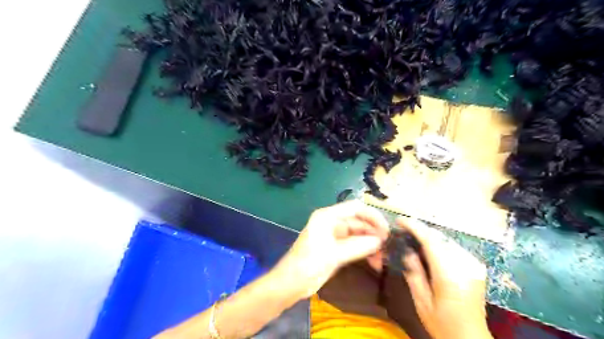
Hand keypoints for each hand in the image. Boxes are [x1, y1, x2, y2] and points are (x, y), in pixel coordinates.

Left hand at [273, 202, 386, 298]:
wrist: (290, 283)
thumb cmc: (308, 264)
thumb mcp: (333, 254)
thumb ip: (357, 246)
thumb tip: (380, 241)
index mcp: (327, 216)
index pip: (355, 207)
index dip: (372, 216)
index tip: (386, 230)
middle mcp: (332, 222)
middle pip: (358, 221)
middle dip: (373, 233)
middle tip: (388, 247)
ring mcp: (334, 236)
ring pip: (358, 235)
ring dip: (371, 244)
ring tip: (383, 258)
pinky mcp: (336, 248)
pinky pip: (355, 246)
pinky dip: (365, 252)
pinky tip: (374, 262)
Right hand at [400, 218, 491, 336]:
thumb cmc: (442, 324)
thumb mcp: (421, 301)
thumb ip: (414, 273)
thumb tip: (407, 250)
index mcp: (450, 275)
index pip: (431, 241)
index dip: (414, 227)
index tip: (400, 220)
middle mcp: (465, 265)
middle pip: (439, 237)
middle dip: (421, 229)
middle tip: (403, 229)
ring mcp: (474, 264)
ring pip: (447, 239)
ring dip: (429, 236)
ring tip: (414, 238)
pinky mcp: (477, 266)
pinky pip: (454, 247)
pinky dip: (439, 243)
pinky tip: (429, 249)